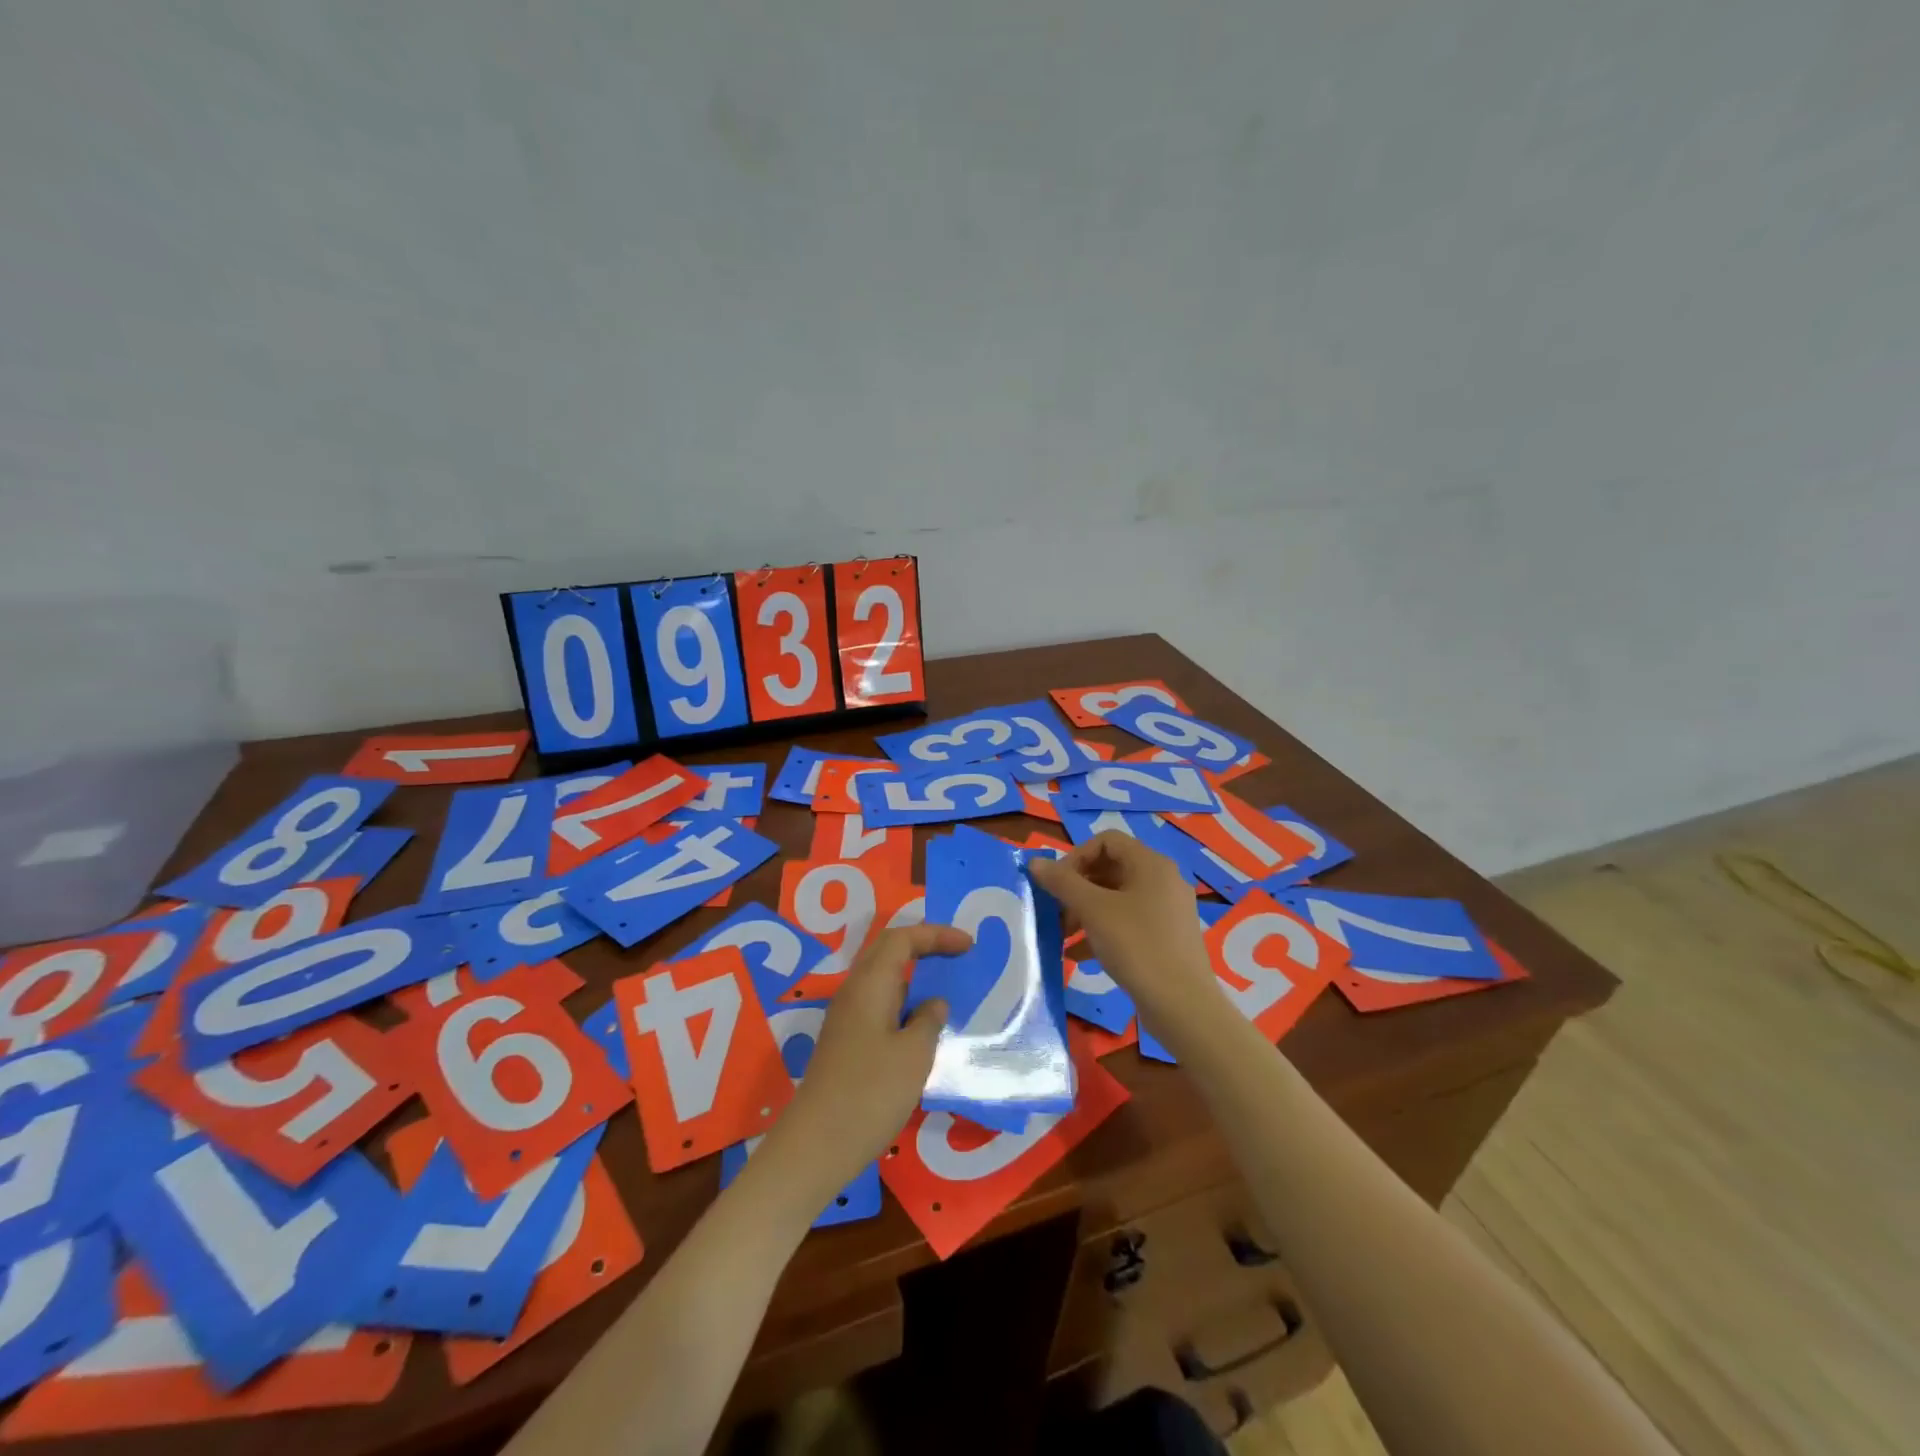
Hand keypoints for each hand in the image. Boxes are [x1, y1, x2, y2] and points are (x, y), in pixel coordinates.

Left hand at [773, 923, 969, 1190]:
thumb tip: (933, 1003)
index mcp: (869, 985)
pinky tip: (922, 1027)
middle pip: (888, 952)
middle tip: (957, 954)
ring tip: (946, 987)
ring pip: (883, 980)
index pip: (902, 939)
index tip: (968, 944)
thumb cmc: (870, 1093)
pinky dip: (904, 1003)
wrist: (817, 1145)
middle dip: (923, 946)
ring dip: (914, 976)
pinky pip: (879, 1005)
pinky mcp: (846, 1043)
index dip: (936, 935)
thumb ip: (928, 1021)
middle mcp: (853, 992)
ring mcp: (846, 1019)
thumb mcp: (914, 1055)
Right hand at [1030, 832, 1219, 1024]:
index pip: (1106, 841)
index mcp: (1151, 864)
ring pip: (1117, 898)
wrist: (1182, 1006)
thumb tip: (1035, 863)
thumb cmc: (1136, 946)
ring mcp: (1168, 910)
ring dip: (1085, 911)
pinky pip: (1128, 922)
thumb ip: (1062, 882)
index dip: (1076, 856)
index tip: (1056, 883)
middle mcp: (1163, 880)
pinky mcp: (1167, 938)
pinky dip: (1102, 930)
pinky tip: (1079, 955)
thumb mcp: (1093, 910)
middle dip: (1077, 887)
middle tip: (1055, 910)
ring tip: (1062, 936)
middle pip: (1111, 869)